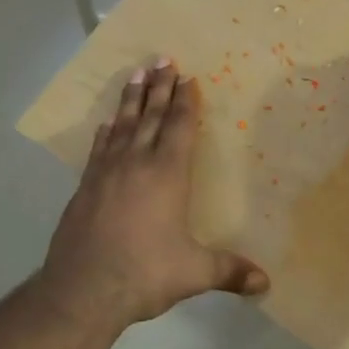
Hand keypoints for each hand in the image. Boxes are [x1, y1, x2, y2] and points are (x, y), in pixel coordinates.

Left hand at [39, 59, 268, 328]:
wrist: (82, 290)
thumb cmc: (145, 273)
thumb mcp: (195, 273)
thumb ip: (230, 272)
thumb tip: (266, 285)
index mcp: (167, 175)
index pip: (179, 128)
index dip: (185, 101)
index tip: (188, 77)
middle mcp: (136, 164)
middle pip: (151, 116)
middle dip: (160, 87)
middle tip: (163, 58)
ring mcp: (106, 173)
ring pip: (123, 125)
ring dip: (132, 99)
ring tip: (136, 73)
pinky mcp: (85, 188)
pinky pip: (100, 148)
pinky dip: (107, 131)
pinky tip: (107, 123)